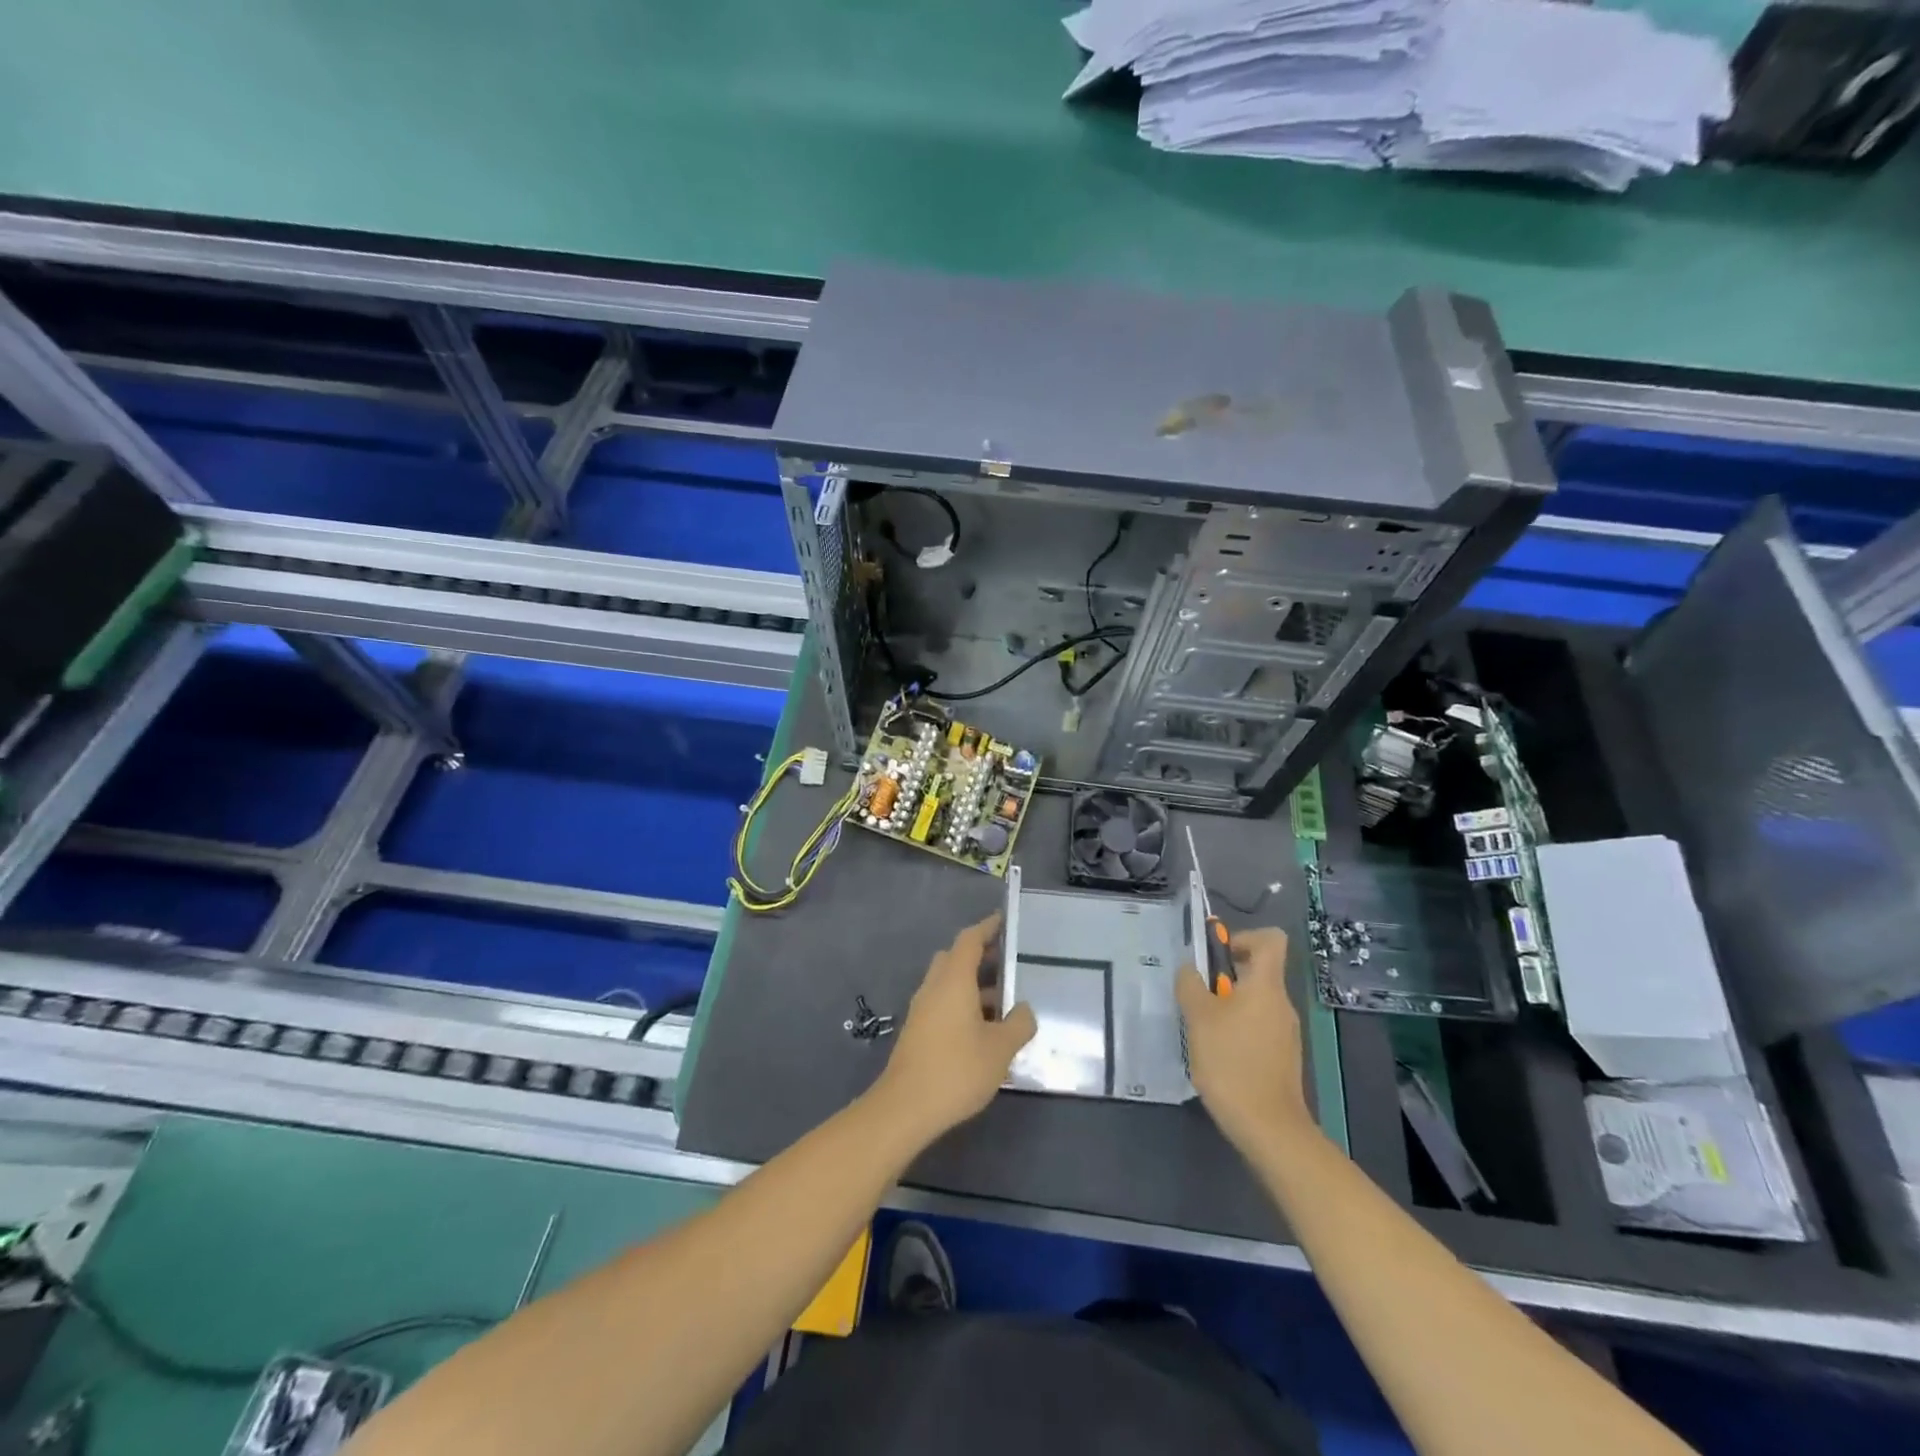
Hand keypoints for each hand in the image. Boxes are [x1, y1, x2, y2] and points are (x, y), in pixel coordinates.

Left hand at [873, 913, 1036, 1143]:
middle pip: (956, 958)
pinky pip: (943, 1003)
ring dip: (974, 985)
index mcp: (953, 980)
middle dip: (981, 956)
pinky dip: (963, 1004)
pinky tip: (984, 1030)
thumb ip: (1019, 1024)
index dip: (987, 927)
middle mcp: (934, 987)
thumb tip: (1024, 1009)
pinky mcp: (917, 1030)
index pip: (969, 940)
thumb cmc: (957, 1069)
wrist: (905, 1107)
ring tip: (1005, 1002)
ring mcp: (922, 1009)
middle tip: (1008, 963)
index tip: (1004, 921)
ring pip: (949, 983)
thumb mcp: (1000, 1049)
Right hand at [1175, 926, 1313, 1155]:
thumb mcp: (1199, 1018)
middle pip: (1257, 971)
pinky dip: (1236, 1030)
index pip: (1271, 939)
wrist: (1269, 1128)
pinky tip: (1216, 1054)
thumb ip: (1191, 985)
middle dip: (1224, 977)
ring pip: (1254, 1002)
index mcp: (1266, 986)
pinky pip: (1257, 1027)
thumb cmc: (1232, 1063)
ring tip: (1200, 1028)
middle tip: (1195, 996)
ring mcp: (1285, 1032)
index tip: (1216, 956)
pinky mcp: (1282, 1057)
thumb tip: (1190, 969)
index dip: (1243, 937)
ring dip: (1227, 1006)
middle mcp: (1282, 1004)